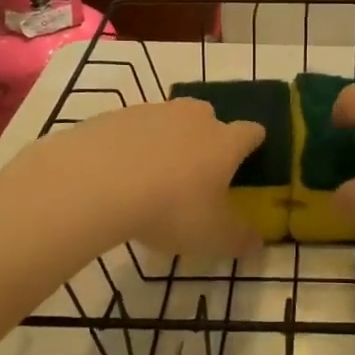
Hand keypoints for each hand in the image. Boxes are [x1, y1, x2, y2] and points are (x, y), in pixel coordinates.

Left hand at [7, 98, 266, 263]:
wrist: (98, 181)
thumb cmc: (170, 209)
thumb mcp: (212, 236)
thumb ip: (239, 238)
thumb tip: (256, 242)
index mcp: (225, 142)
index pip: (251, 132)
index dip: (253, 143)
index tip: (251, 155)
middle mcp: (194, 118)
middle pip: (209, 118)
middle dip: (207, 138)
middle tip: (196, 171)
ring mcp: (154, 112)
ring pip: (169, 120)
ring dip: (167, 141)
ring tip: (153, 175)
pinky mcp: (117, 116)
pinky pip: (133, 128)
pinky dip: (132, 145)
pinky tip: (118, 172)